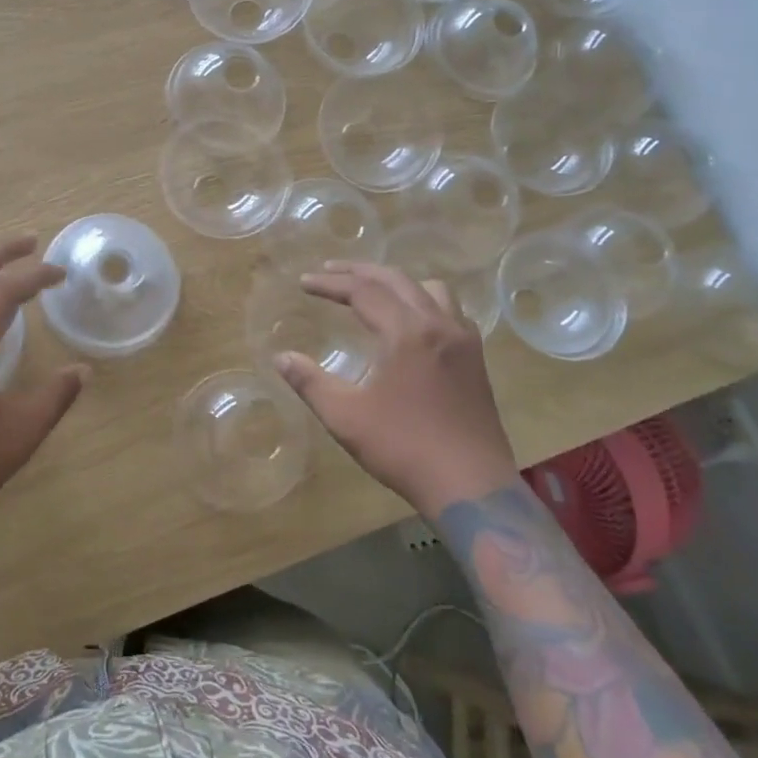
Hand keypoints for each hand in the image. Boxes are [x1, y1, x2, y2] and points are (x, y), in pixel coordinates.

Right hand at [274, 261, 517, 511]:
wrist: (471, 486)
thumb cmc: (403, 448)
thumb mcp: (345, 417)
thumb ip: (310, 382)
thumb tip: (281, 357)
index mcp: (407, 333)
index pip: (363, 292)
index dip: (331, 284)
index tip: (304, 283)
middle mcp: (439, 325)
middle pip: (397, 280)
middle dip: (359, 272)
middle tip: (329, 271)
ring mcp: (464, 341)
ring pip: (431, 290)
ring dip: (397, 282)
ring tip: (372, 291)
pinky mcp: (476, 360)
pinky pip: (450, 311)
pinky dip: (424, 302)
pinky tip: (412, 323)